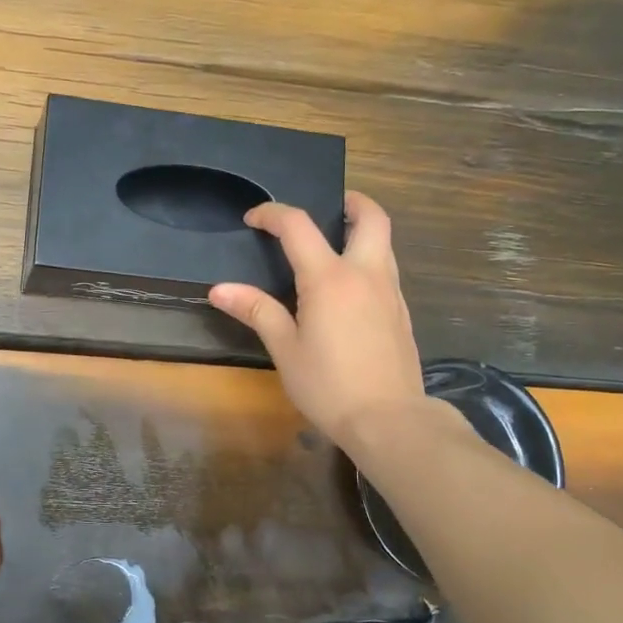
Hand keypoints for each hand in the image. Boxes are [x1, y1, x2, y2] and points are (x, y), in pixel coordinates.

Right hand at [209, 190, 429, 450]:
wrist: (389, 420)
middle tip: (327, 208)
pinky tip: (349, 289)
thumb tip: (219, 289)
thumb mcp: (285, 349)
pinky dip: (369, 260)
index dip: (273, 214)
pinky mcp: (402, 313)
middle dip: (350, 202)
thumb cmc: (329, 386)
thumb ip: (257, 311)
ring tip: (334, 245)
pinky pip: (387, 269)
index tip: (254, 218)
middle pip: (371, 217)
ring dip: (362, 230)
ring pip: (384, 242)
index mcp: (330, 278)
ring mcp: (391, 292)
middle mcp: (366, 274)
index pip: (299, 227)